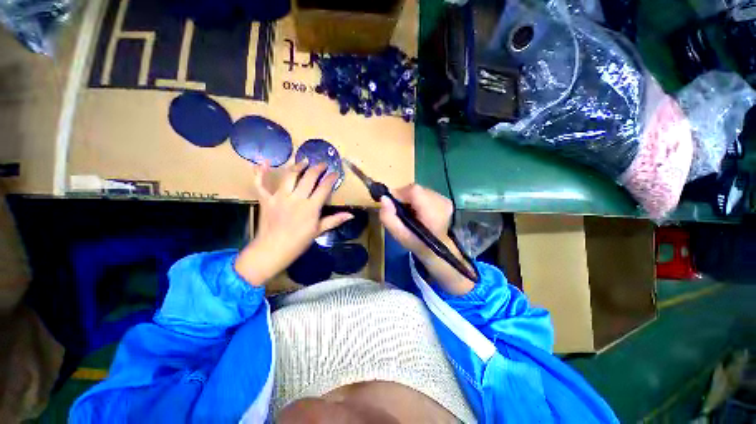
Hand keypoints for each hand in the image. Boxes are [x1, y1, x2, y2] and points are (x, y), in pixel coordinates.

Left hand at [235, 161, 352, 285]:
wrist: (272, 250)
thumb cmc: (298, 242)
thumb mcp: (318, 231)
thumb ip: (335, 220)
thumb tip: (351, 215)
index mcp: (311, 207)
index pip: (324, 188)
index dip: (331, 178)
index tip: (335, 172)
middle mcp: (296, 198)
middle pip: (309, 177)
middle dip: (317, 168)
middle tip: (322, 164)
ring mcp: (280, 197)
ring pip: (290, 176)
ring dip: (298, 166)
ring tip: (304, 161)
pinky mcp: (266, 199)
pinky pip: (260, 184)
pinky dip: (259, 173)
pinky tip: (261, 162)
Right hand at [379, 184, 474, 295]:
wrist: (439, 251)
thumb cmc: (419, 245)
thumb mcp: (400, 236)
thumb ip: (389, 218)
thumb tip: (383, 198)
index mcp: (432, 213)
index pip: (414, 190)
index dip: (399, 194)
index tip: (392, 205)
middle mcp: (442, 202)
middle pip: (416, 189)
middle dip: (404, 197)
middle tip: (400, 211)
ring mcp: (445, 200)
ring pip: (420, 191)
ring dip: (411, 199)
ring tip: (409, 213)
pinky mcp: (445, 200)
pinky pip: (425, 193)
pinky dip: (418, 200)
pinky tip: (418, 212)